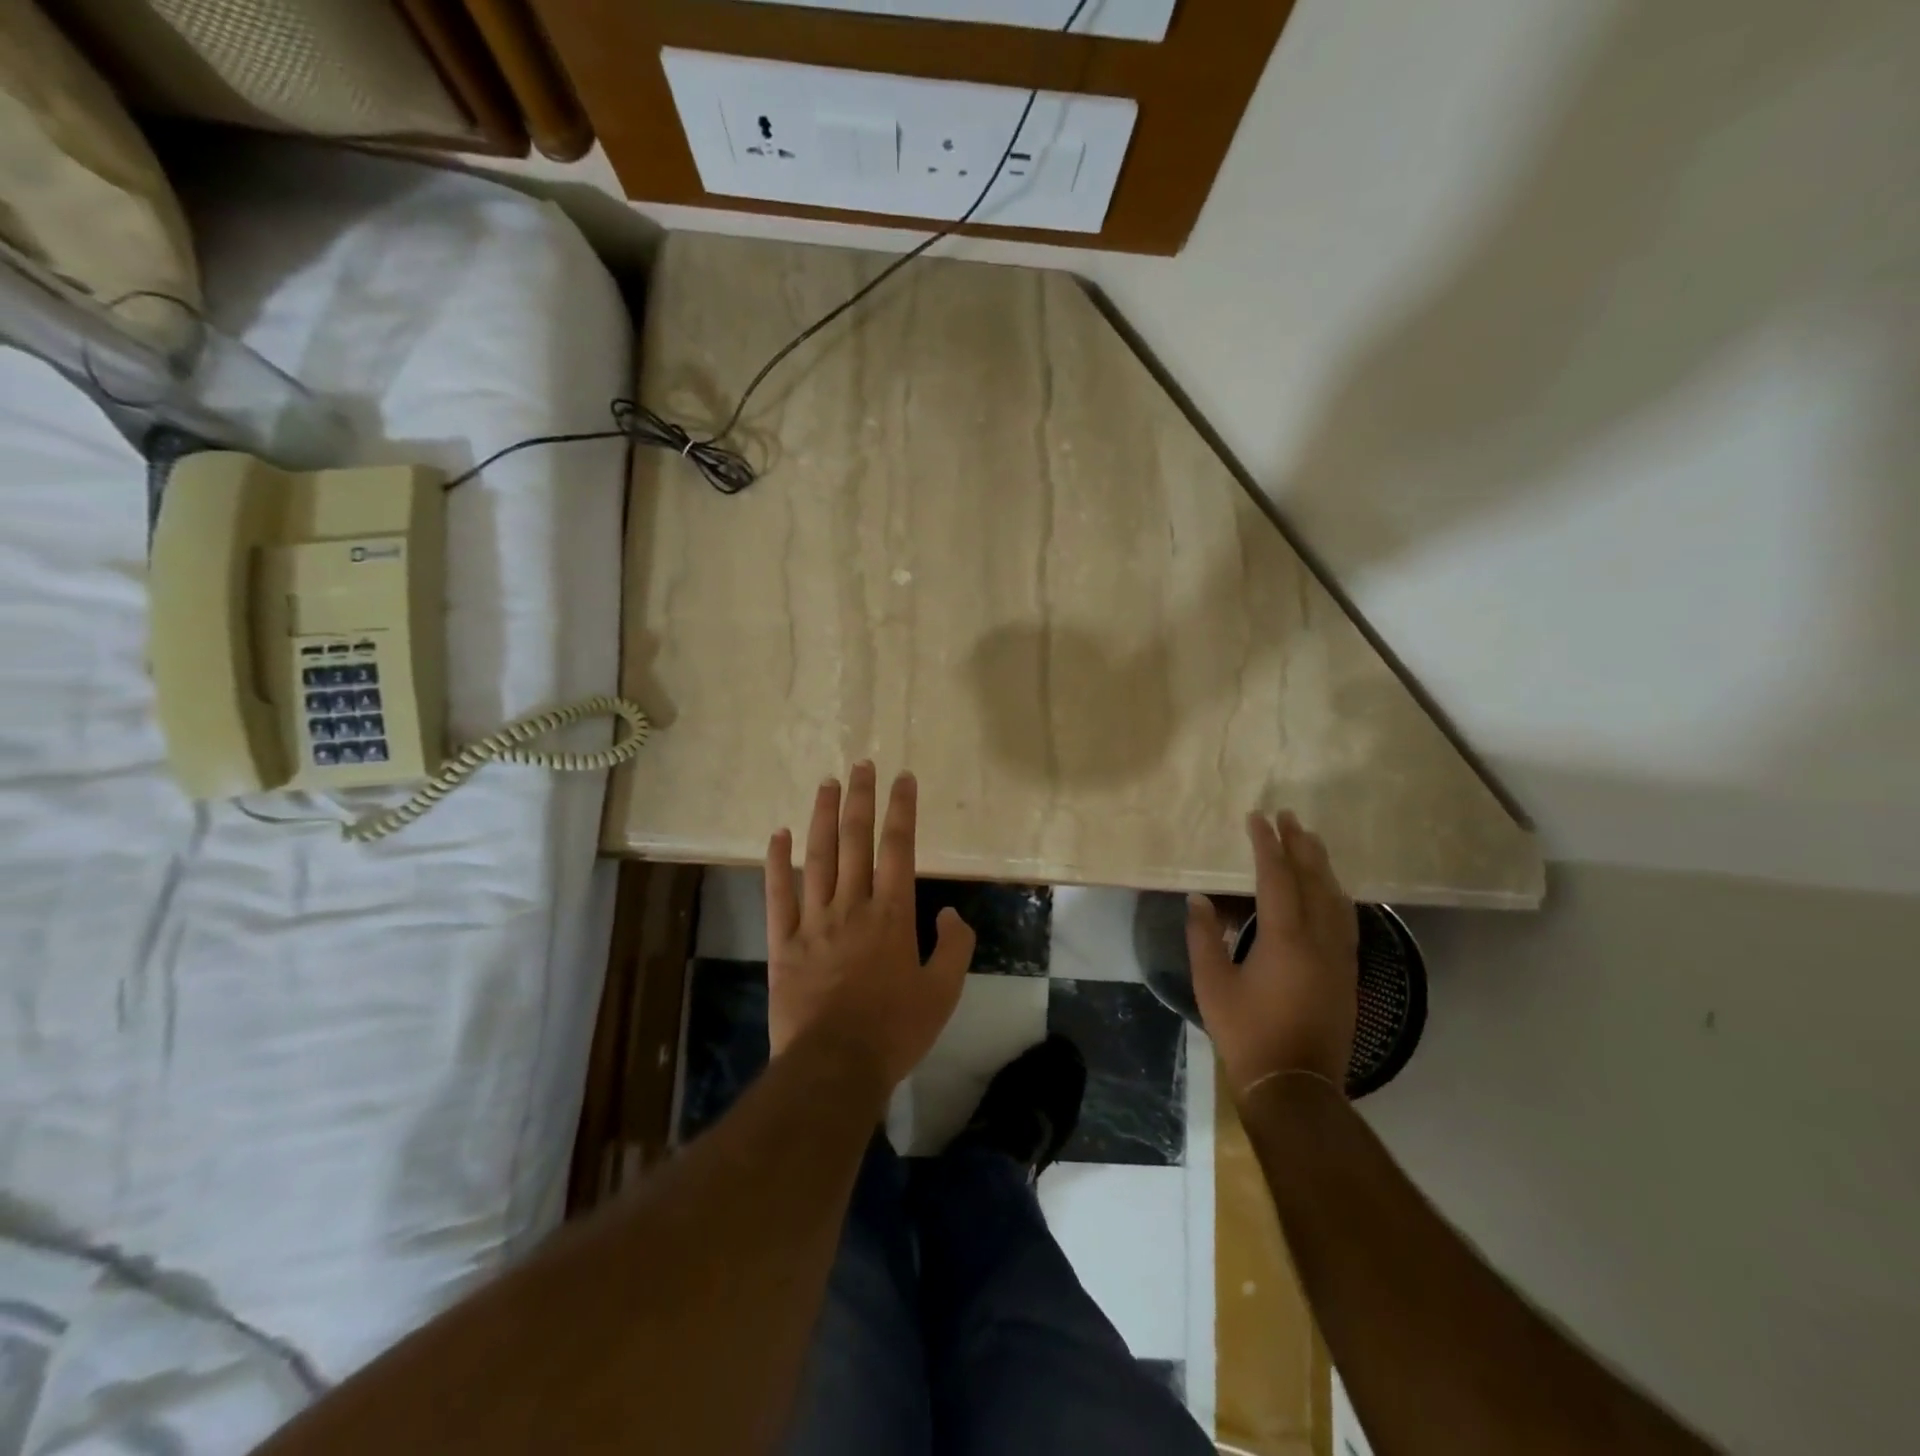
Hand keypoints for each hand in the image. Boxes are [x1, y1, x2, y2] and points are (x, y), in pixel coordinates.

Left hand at [765, 763, 976, 1089]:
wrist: (835, 1065)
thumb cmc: (894, 1029)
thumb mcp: (943, 992)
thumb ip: (954, 948)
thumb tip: (951, 915)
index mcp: (892, 914)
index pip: (898, 848)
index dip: (902, 810)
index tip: (902, 778)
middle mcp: (852, 905)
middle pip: (856, 840)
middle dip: (861, 799)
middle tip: (862, 765)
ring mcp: (814, 920)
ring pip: (818, 856)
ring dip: (823, 817)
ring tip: (827, 784)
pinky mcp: (784, 941)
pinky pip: (779, 894)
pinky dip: (778, 862)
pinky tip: (779, 834)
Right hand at [1187, 811, 1358, 1096]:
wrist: (1296, 1085)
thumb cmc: (1247, 1033)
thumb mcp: (1212, 984)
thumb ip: (1203, 937)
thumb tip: (1198, 900)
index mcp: (1285, 939)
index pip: (1277, 877)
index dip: (1267, 845)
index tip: (1258, 818)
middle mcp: (1319, 940)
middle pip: (1314, 880)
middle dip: (1301, 845)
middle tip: (1289, 817)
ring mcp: (1340, 957)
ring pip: (1336, 898)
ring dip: (1322, 866)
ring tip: (1310, 842)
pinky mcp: (1348, 974)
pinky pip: (1346, 919)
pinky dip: (1335, 894)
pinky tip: (1331, 890)